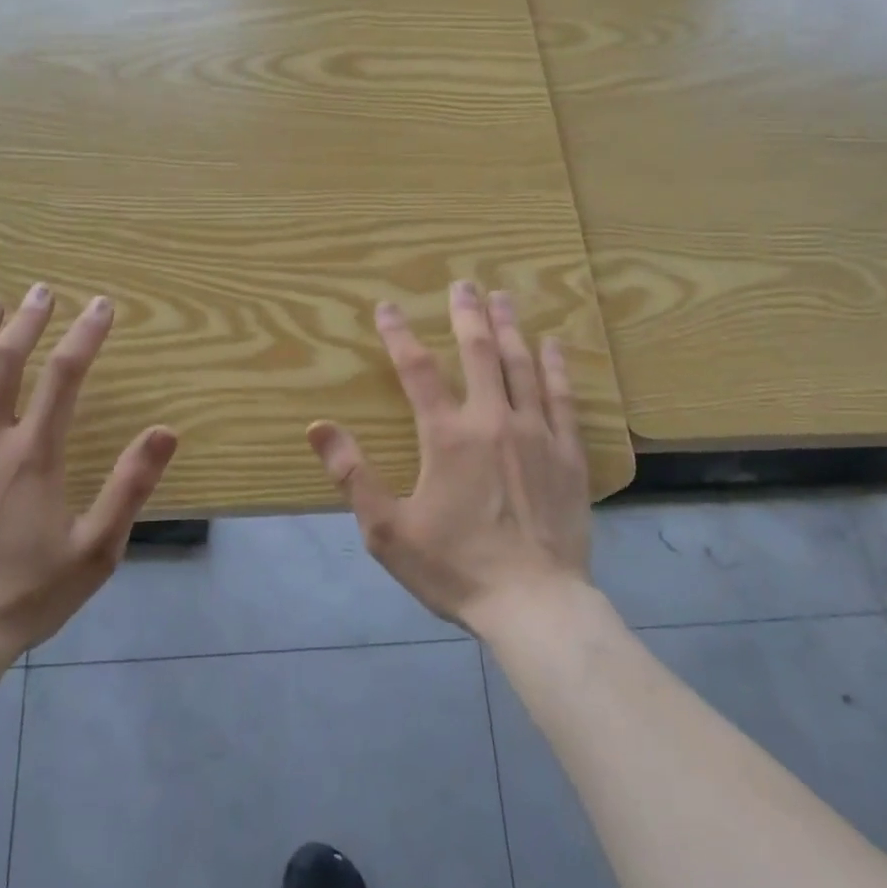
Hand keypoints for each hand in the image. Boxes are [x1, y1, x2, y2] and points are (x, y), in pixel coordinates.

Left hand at [0, 284, 177, 665]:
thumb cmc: (26, 595)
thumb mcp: (96, 549)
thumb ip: (130, 486)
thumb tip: (165, 431)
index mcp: (33, 455)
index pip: (66, 376)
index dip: (86, 335)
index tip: (102, 306)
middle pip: (6, 362)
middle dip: (28, 321)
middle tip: (42, 291)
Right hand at [307, 281, 591, 631]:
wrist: (535, 605)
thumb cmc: (455, 568)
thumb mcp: (387, 530)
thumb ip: (352, 474)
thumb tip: (317, 426)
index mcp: (447, 436)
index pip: (417, 370)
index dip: (398, 335)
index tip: (387, 307)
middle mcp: (492, 420)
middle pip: (479, 352)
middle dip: (466, 313)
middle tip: (462, 282)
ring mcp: (536, 433)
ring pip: (522, 365)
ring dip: (509, 327)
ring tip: (503, 297)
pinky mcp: (569, 454)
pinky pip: (564, 397)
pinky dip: (557, 367)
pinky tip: (554, 345)